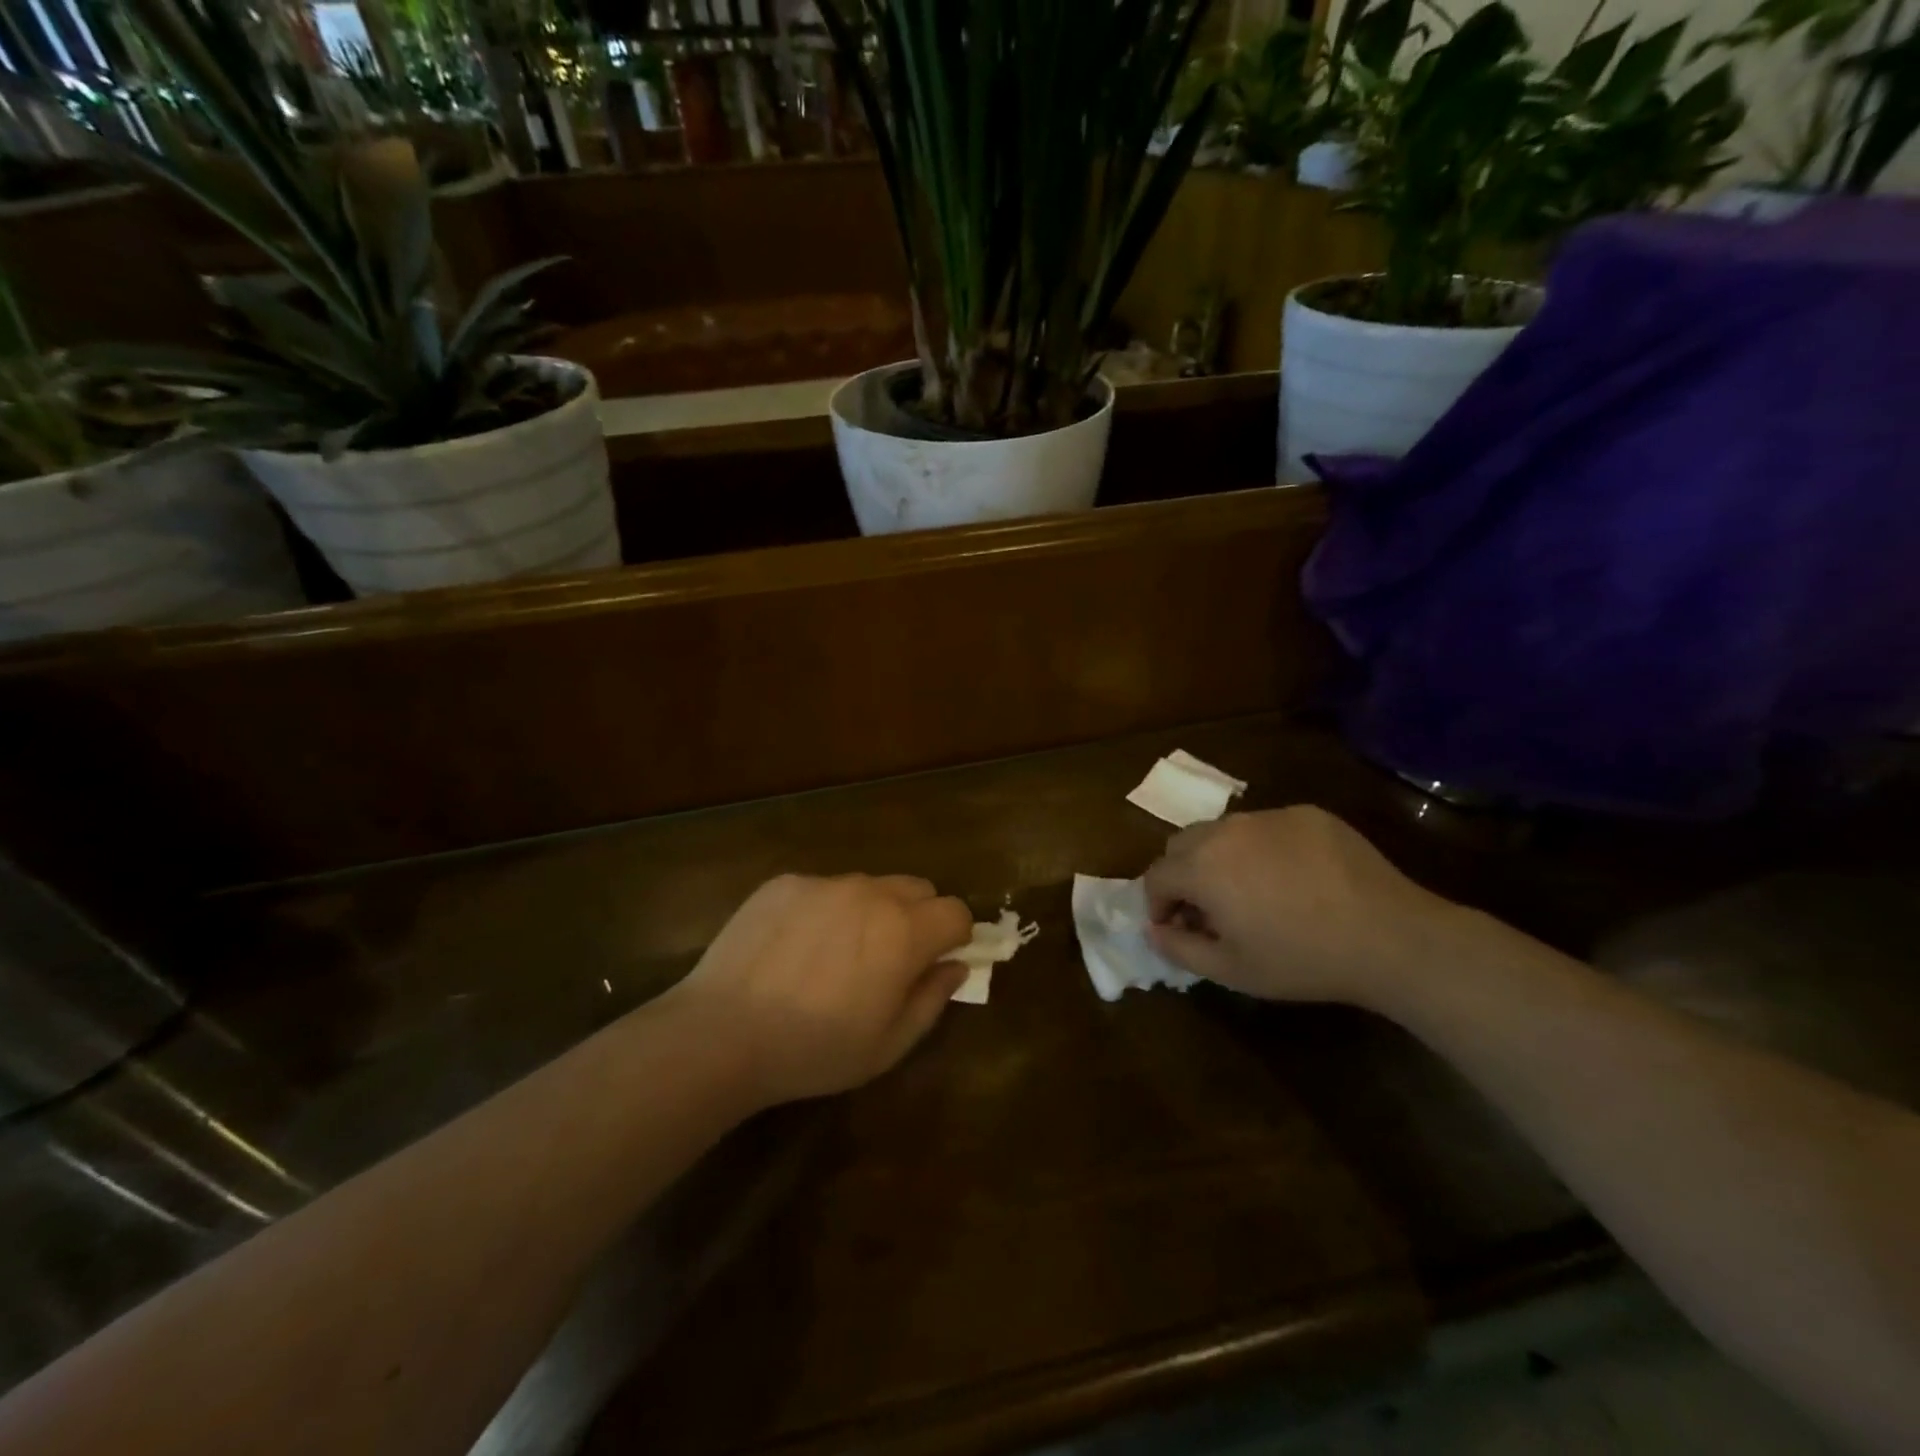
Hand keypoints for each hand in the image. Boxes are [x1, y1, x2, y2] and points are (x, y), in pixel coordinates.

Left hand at [661, 873, 973, 1106]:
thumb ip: (932, 1000)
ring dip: (870, 911)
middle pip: (917, 888)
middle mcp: (870, 892)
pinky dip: (824, 910)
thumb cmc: (813, 1050)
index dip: (954, 937)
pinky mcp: (784, 883)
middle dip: (918, 917)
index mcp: (904, 932)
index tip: (936, 962)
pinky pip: (822, 888)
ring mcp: (824, 883)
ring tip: (834, 955)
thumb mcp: (887, 1045)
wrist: (721, 1033)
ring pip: (869, 886)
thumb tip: (955, 967)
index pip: (955, 911)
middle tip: (889, 959)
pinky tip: (794, 949)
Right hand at [1143, 807, 1466, 1006]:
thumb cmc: (1301, 959)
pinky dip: (1262, 849)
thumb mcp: (1231, 969)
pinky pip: (1266, 827)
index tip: (1177, 928)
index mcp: (1201, 866)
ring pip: (1223, 831)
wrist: (1389, 936)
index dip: (1158, 905)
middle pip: (1182, 844)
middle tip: (1209, 910)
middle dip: (1182, 875)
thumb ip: (1178, 948)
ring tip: (1251, 892)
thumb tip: (1152, 929)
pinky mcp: (1307, 814)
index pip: (1156, 876)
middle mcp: (1226, 830)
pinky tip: (1294, 879)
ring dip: (1220, 858)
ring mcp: (1269, 816)